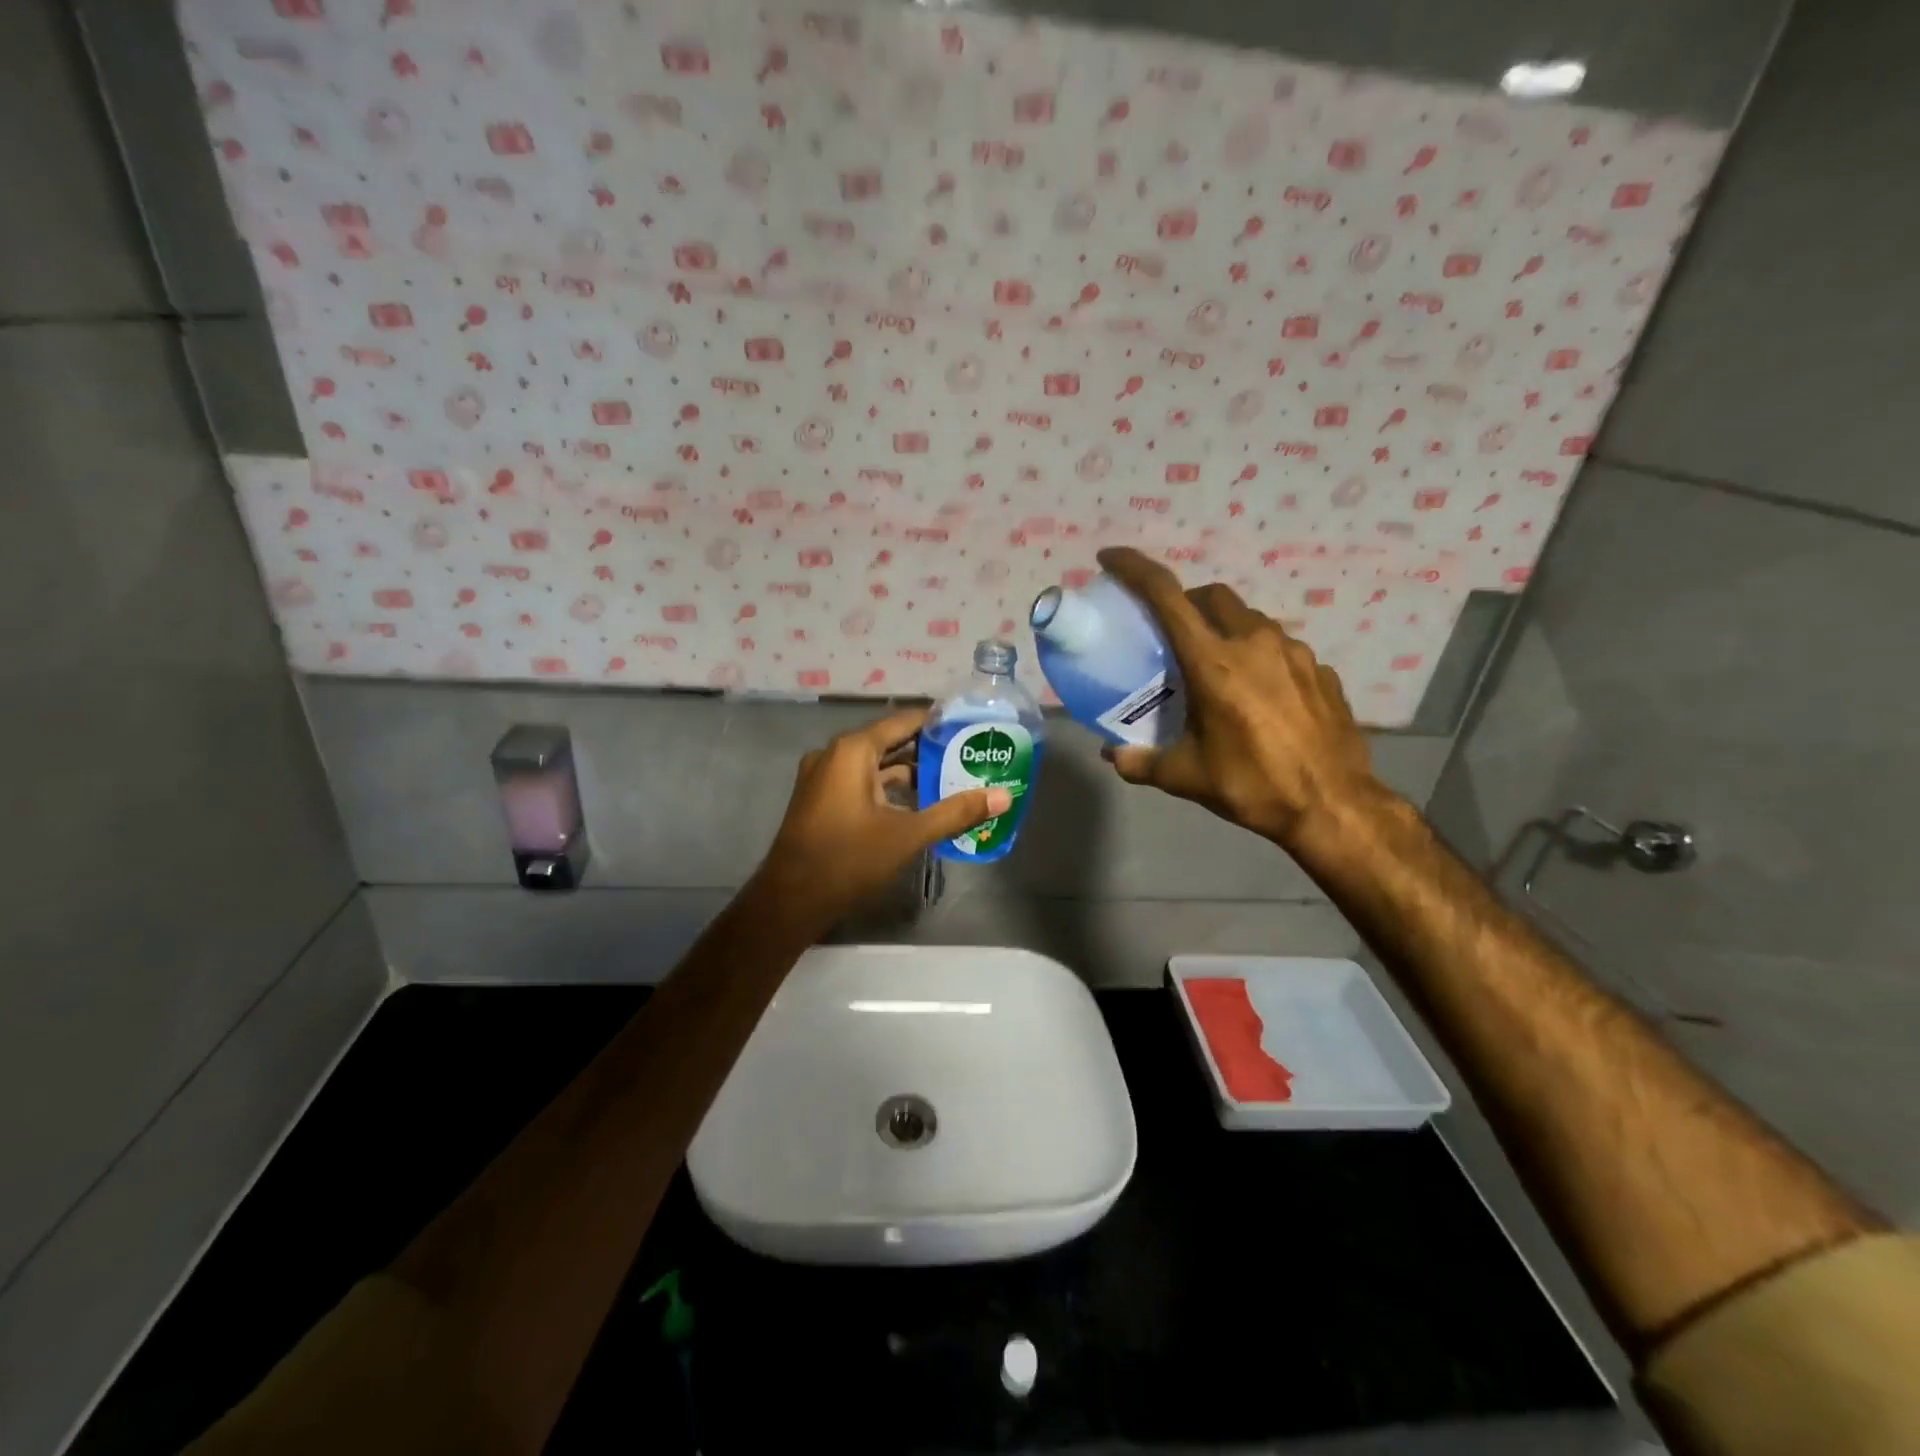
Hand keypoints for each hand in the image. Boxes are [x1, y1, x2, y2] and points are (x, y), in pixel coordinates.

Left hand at [751, 708, 1011, 932]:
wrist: (790, 901)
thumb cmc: (848, 859)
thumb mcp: (908, 835)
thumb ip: (955, 812)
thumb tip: (1003, 797)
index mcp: (852, 750)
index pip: (903, 721)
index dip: (937, 722)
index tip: (970, 725)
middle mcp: (834, 755)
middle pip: (890, 742)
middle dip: (928, 750)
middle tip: (969, 755)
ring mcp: (824, 778)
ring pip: (876, 766)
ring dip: (910, 773)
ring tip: (952, 779)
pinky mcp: (821, 801)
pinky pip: (861, 783)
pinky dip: (889, 789)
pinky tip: (919, 805)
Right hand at [1096, 547, 1382, 847]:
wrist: (1334, 806)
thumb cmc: (1253, 785)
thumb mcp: (1186, 777)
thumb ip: (1141, 762)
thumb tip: (1112, 757)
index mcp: (1213, 662)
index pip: (1166, 596)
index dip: (1134, 569)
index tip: (1111, 559)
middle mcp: (1254, 643)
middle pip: (1212, 596)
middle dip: (1186, 602)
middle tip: (1171, 632)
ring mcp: (1294, 652)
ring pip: (1249, 619)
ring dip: (1224, 628)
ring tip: (1216, 667)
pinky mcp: (1321, 669)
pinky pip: (1280, 647)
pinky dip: (1258, 656)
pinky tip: (1258, 693)